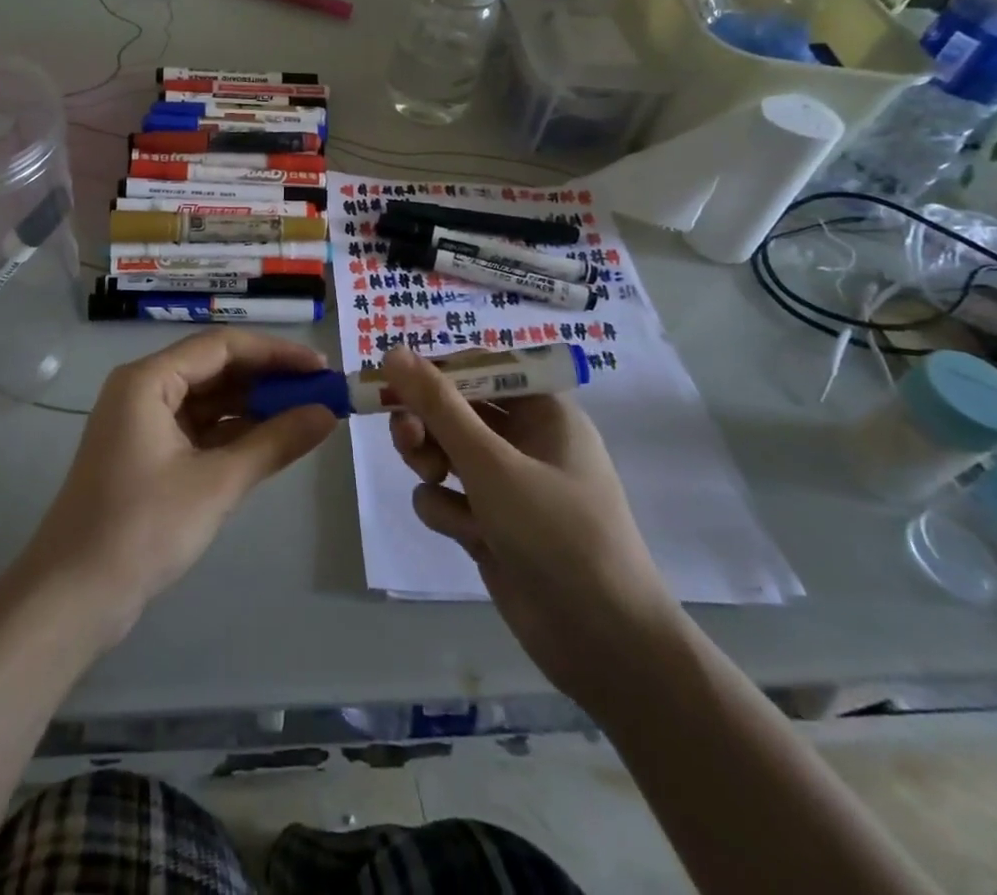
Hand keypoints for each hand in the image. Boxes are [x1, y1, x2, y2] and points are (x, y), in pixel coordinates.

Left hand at [20, 330, 339, 643]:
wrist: (72, 597)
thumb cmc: (142, 528)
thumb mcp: (217, 482)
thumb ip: (275, 442)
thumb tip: (328, 413)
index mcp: (148, 379)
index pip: (222, 346)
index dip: (276, 353)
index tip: (321, 367)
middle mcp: (142, 389)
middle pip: (215, 368)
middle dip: (267, 379)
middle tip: (320, 392)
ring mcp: (142, 423)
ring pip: (208, 400)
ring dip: (253, 406)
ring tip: (305, 415)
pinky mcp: (147, 454)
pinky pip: (198, 428)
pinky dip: (233, 433)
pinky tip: (271, 441)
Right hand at [382, 346, 684, 708]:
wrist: (604, 644)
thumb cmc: (557, 534)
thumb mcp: (492, 463)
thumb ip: (438, 406)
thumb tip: (394, 352)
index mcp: (543, 411)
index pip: (478, 369)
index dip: (435, 372)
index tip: (392, 380)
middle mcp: (526, 441)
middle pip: (454, 411)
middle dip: (426, 423)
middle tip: (406, 438)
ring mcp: (508, 486)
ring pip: (443, 453)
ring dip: (430, 464)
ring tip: (436, 482)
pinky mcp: (491, 525)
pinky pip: (448, 497)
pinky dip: (448, 511)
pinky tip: (468, 536)